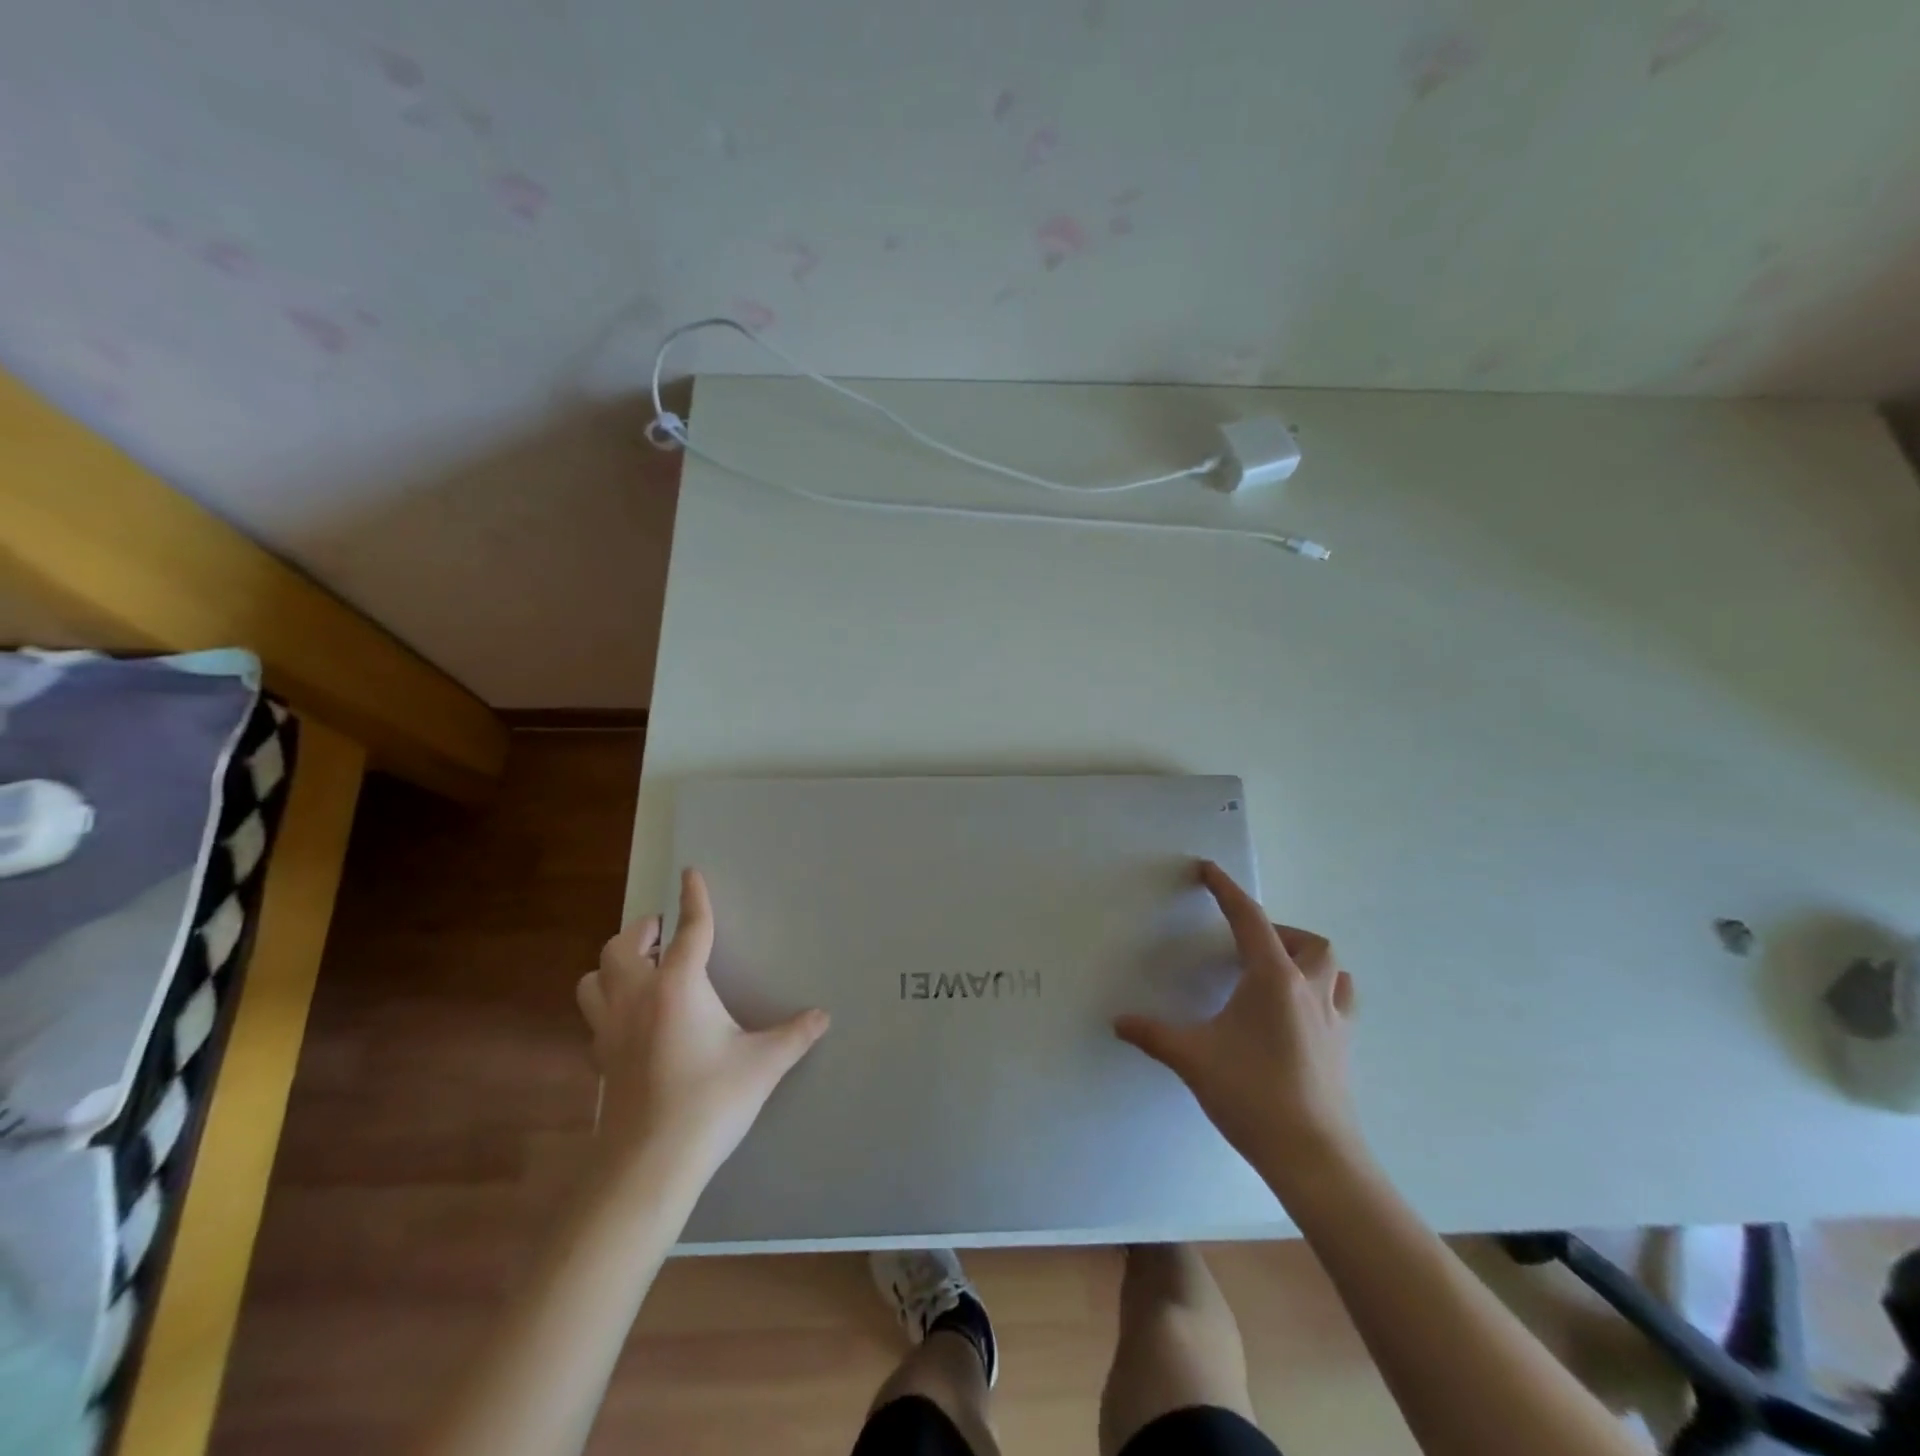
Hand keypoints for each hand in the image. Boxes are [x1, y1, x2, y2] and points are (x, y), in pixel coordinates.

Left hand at [576, 868, 828, 1176]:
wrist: (650, 1164)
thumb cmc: (710, 1101)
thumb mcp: (763, 1064)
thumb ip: (795, 1035)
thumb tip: (824, 1016)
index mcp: (678, 986)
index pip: (689, 929)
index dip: (693, 898)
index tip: (690, 873)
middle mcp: (637, 997)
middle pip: (622, 946)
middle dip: (642, 930)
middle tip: (662, 931)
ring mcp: (610, 1030)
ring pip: (594, 979)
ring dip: (613, 964)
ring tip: (639, 968)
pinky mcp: (600, 1059)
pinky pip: (594, 1017)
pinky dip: (607, 1004)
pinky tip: (630, 1020)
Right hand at [1115, 860, 1359, 1185]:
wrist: (1315, 1157)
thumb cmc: (1253, 1095)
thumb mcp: (1193, 1058)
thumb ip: (1153, 1034)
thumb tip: (1118, 1021)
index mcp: (1273, 979)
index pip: (1249, 919)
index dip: (1226, 890)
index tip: (1208, 869)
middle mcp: (1309, 989)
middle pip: (1308, 941)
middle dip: (1279, 932)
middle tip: (1247, 948)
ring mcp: (1334, 1020)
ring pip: (1333, 970)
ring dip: (1307, 960)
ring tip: (1276, 975)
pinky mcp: (1344, 1048)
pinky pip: (1341, 1002)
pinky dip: (1322, 992)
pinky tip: (1298, 1015)